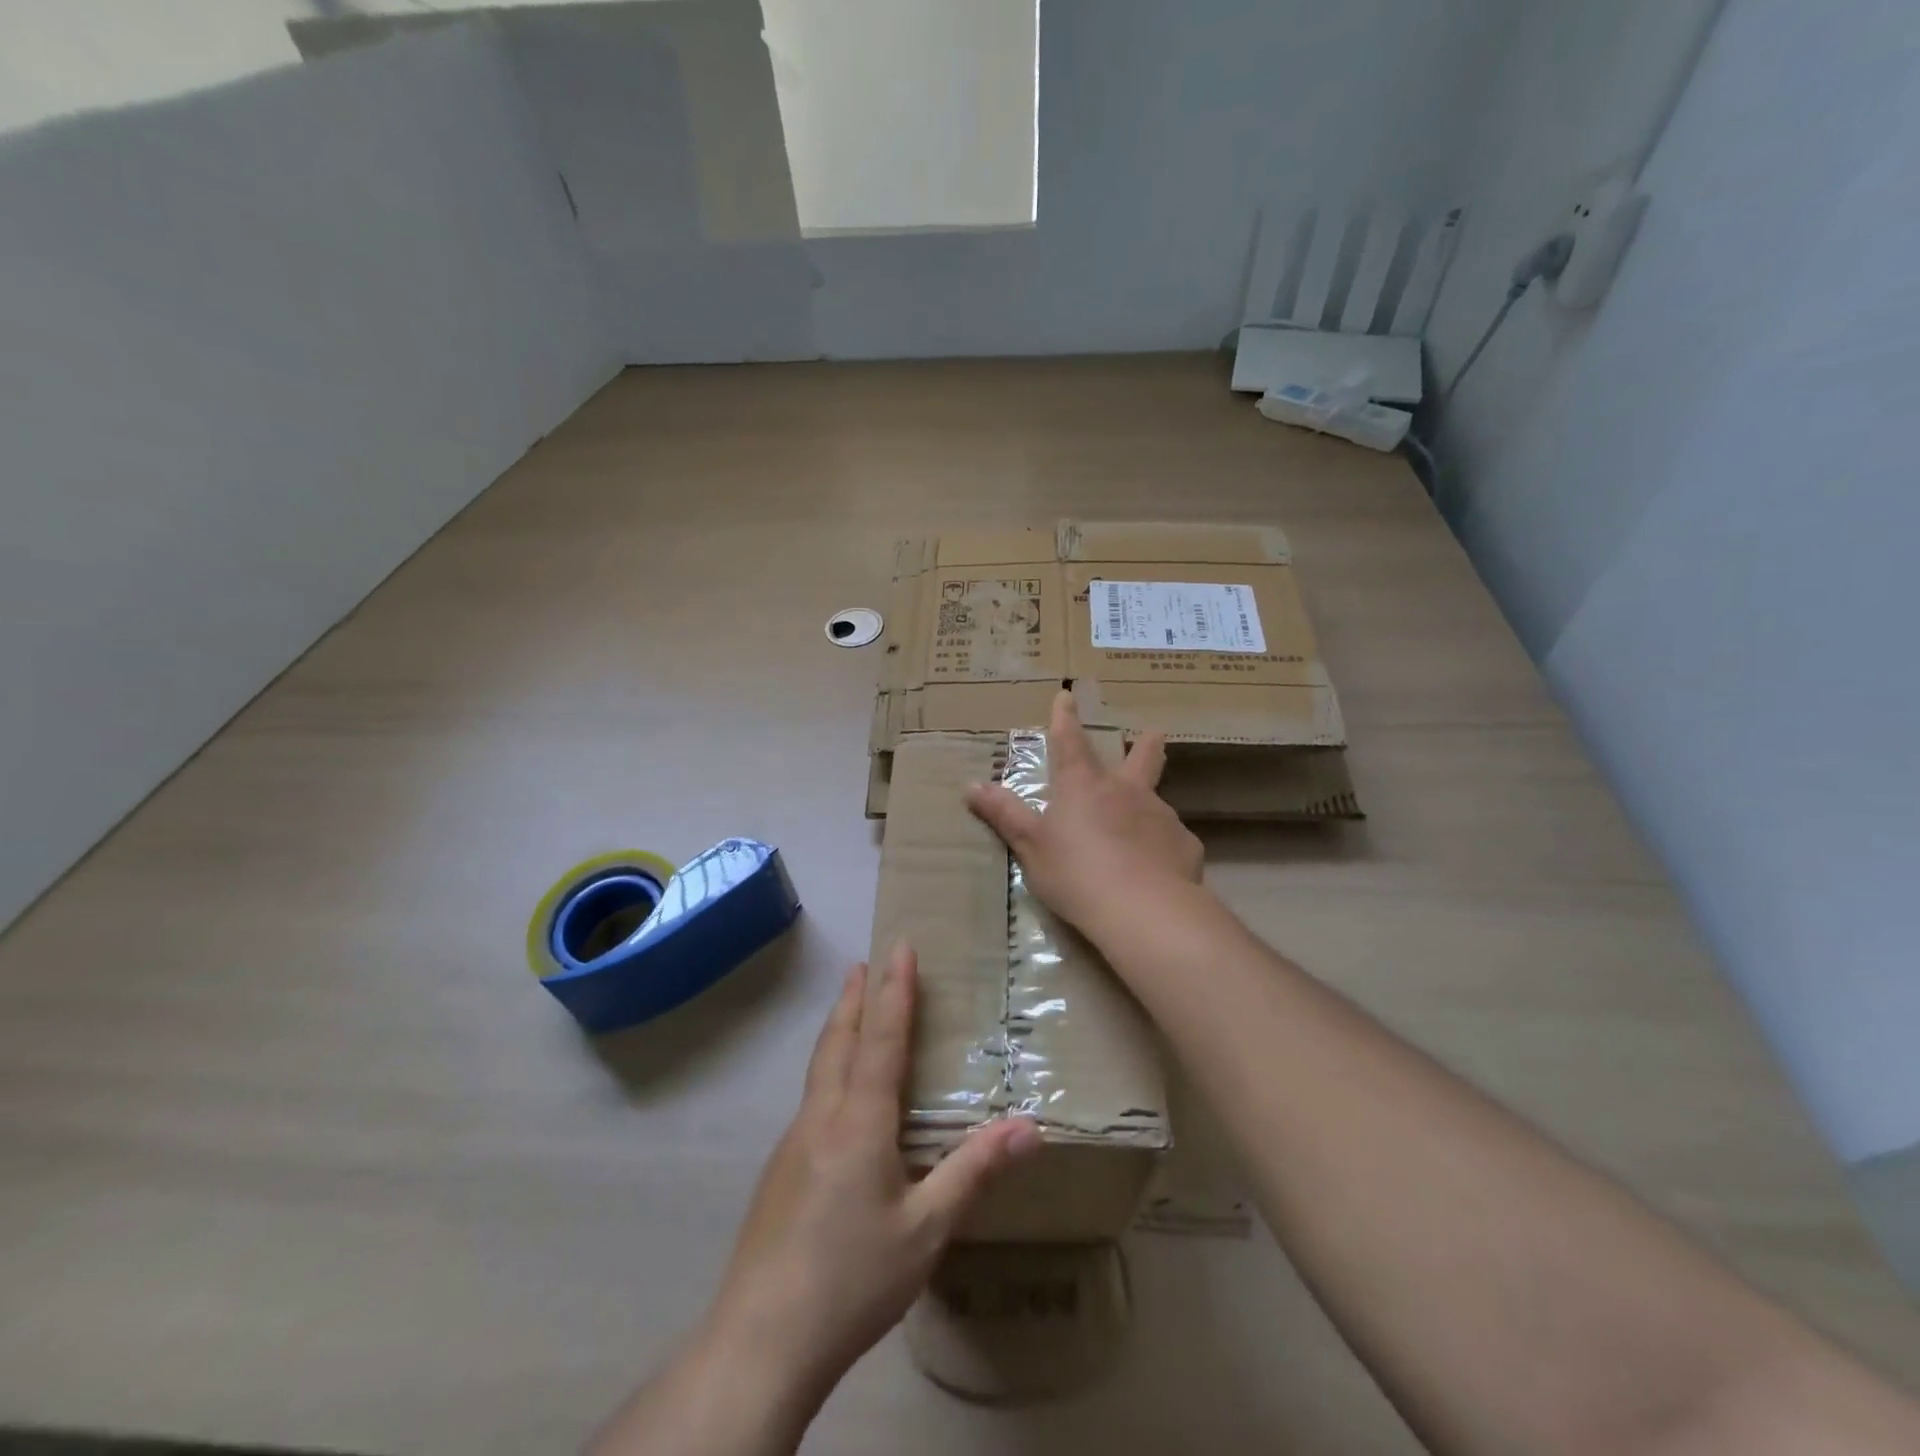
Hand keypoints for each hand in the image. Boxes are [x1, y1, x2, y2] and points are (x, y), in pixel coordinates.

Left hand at [705, 944, 1041, 1409]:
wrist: (762, 1339)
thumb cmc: (854, 1277)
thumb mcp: (927, 1229)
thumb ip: (975, 1171)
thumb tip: (1031, 1126)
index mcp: (860, 1120)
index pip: (882, 1038)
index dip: (894, 991)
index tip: (899, 948)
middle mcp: (822, 1116)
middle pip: (839, 1040)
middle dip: (854, 998)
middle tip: (863, 963)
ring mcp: (794, 1142)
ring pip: (819, 1066)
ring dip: (837, 1029)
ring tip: (849, 1010)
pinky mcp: (780, 1170)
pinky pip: (811, 1097)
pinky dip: (828, 1067)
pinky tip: (835, 1094)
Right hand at [966, 690, 1202, 936]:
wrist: (1144, 910)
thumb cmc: (1076, 873)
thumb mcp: (1031, 847)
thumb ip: (1005, 815)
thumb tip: (972, 786)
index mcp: (1084, 786)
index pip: (1070, 741)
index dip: (1065, 718)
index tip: (1066, 695)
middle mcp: (1126, 791)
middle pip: (1142, 757)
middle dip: (1145, 744)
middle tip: (1153, 734)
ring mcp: (1161, 815)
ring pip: (1155, 802)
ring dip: (1146, 808)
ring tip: (1139, 834)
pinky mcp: (1184, 845)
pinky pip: (1171, 841)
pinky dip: (1162, 848)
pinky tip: (1157, 870)